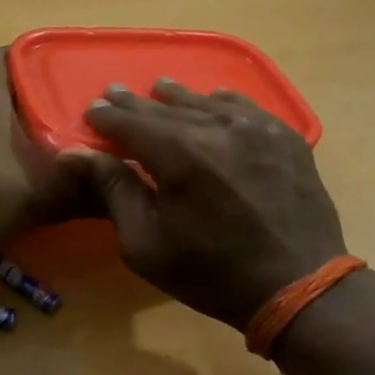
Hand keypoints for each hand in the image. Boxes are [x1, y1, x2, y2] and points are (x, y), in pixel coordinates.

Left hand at [0, 48, 92, 247]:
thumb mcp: (45, 192)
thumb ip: (85, 188)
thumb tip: (121, 190)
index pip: (7, 55)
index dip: (34, 60)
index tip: (61, 76)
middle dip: (26, 96)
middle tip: (59, 112)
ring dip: (3, 123)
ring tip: (35, 142)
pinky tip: (2, 171)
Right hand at [66, 80, 347, 327]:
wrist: (298, 286)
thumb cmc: (212, 273)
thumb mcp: (146, 243)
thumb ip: (114, 191)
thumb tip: (76, 153)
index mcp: (179, 154)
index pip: (130, 122)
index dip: (106, 116)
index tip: (91, 111)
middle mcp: (216, 127)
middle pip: (165, 106)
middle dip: (134, 103)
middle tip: (114, 93)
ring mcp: (256, 127)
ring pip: (204, 100)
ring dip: (175, 96)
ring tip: (158, 89)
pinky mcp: (284, 135)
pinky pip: (244, 105)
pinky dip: (219, 101)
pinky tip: (212, 101)